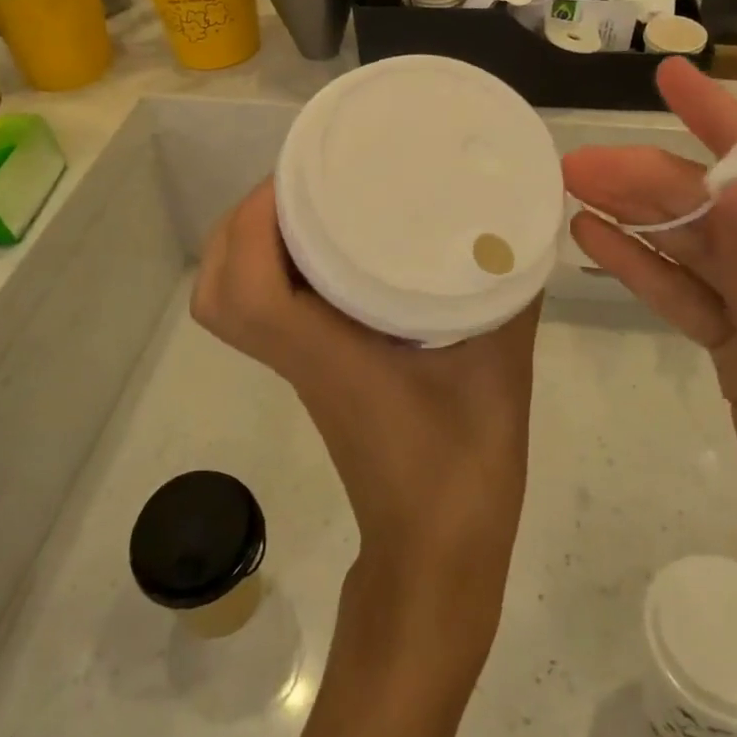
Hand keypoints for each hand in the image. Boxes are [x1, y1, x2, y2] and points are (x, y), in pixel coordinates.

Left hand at [191, 179, 542, 653]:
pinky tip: (334, 248)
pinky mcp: (314, 374)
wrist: (437, 558)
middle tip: (297, 185)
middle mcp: (297, 357)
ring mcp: (299, 368)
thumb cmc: (464, 471)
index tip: (292, 177)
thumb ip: (509, 297)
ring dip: (250, 247)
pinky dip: (275, 270)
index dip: (252, 224)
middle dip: (240, 226)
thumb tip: (518, 230)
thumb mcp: (499, 370)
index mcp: (325, 355)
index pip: (247, 289)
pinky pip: (267, 311)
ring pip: (233, 303)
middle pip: (217, 291)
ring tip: (306, 205)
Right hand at [563, 60, 736, 687]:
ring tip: (574, 189)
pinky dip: (652, 273)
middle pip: (734, 214)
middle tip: (577, 161)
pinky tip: (599, 244)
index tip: (672, 75)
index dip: (727, 124)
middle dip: (658, 182)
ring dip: (645, 221)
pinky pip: (700, 299)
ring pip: (709, 252)